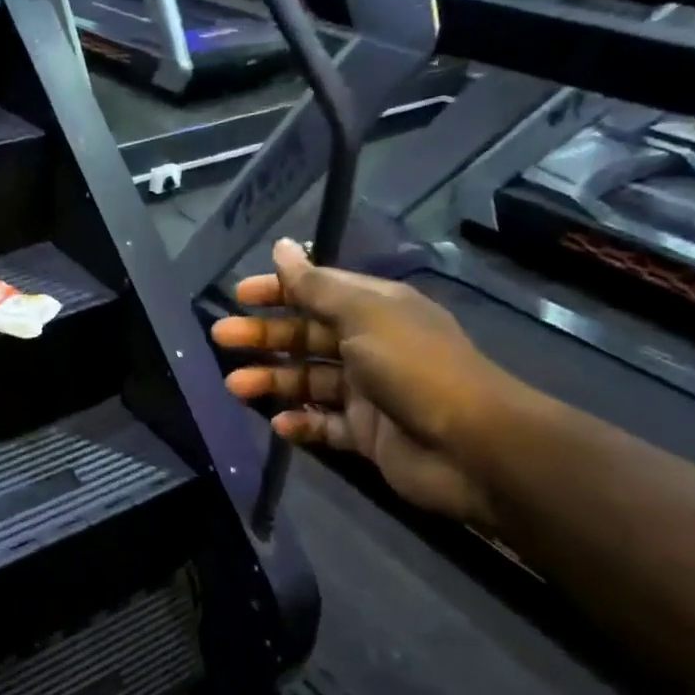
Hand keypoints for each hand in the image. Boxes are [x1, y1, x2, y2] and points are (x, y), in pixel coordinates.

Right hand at [211, 239, 527, 528]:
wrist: (472, 447)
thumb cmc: (414, 368)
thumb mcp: (363, 316)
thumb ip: (316, 286)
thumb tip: (283, 247)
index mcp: (376, 310)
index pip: (319, 292)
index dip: (279, 291)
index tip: (239, 295)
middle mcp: (371, 346)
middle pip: (306, 336)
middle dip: (264, 336)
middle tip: (221, 338)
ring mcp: (369, 393)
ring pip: (309, 380)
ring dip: (272, 381)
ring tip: (235, 387)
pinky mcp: (367, 434)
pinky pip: (324, 423)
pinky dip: (300, 422)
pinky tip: (278, 423)